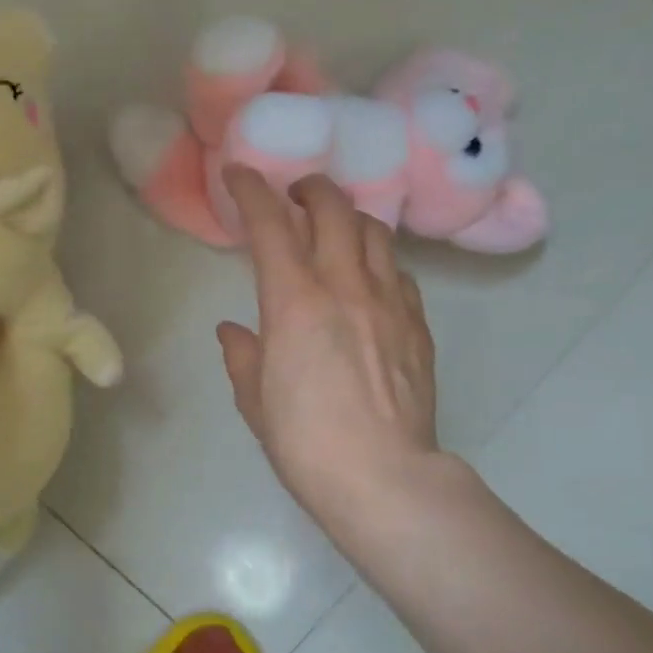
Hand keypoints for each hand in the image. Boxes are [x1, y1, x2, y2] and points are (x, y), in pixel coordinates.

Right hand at [217, 168, 441, 542]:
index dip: (252, 190)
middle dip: (310, 188)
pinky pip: (399, 272)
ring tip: (336, 228)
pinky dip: (379, 260)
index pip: (271, 224)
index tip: (240, 173)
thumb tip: (234, 331)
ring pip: (375, 232)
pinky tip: (371, 278)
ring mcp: (389, 302)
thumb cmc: (305, 443)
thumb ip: (244, 356)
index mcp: (294, 302)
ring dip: (350, 217)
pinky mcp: (418, 325)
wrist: (384, 479)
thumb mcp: (255, 402)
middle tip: (295, 193)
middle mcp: (345, 286)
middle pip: (334, 209)